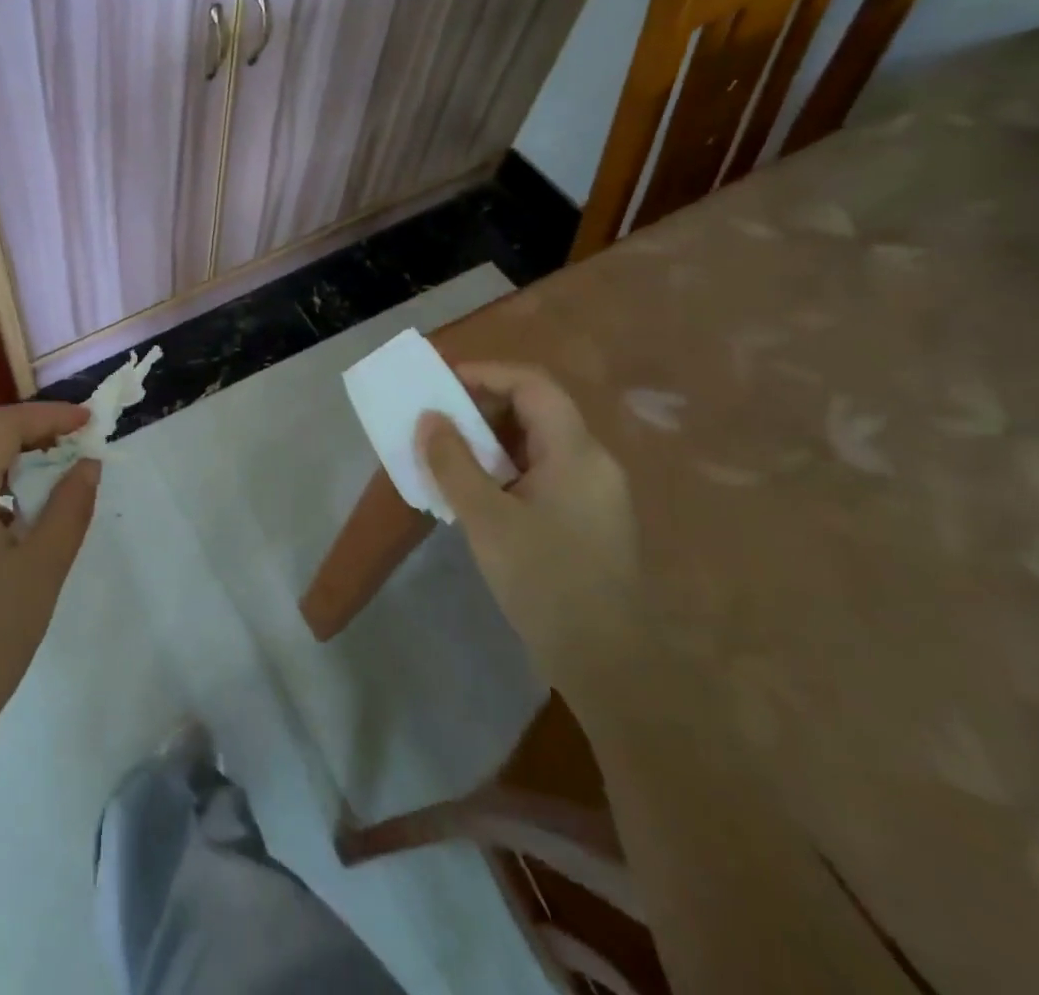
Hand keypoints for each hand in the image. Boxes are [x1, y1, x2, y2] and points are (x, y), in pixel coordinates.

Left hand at [0, 402, 100, 777]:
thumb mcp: (42, 570)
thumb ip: (69, 508)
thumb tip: (86, 466)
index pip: (0, 425)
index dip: (47, 416)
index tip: (88, 422)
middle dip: (21, 425)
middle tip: (66, 441)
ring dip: (1, 450)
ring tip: (46, 473)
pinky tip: (13, 514)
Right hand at [416, 362, 638, 688]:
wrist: (609, 665)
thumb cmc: (546, 583)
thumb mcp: (487, 520)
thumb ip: (453, 463)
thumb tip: (429, 418)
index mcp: (577, 452)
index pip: (533, 385)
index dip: (486, 374)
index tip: (441, 384)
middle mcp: (593, 462)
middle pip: (537, 409)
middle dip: (484, 406)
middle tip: (439, 420)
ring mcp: (595, 492)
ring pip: (539, 442)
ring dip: (492, 438)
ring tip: (449, 453)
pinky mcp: (589, 518)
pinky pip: (544, 471)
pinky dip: (507, 466)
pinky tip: (479, 490)